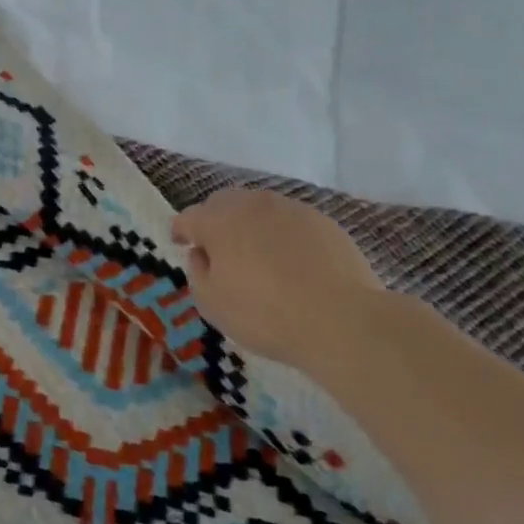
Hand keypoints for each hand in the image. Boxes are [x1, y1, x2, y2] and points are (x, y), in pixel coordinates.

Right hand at [170, 187, 386, 379]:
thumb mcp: (212, 303)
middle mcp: (251, 204)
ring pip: (258, 208)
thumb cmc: (264, 314)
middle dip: (214, 221)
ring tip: (256, 254)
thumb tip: (202, 254)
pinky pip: (290, 221)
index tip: (181, 245)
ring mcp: (290, 209)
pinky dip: (281, 234)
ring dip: (249, 224)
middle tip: (217, 249)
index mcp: (217, 221)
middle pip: (222, 203)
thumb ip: (197, 272)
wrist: (342, 320)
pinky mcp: (323, 222)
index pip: (187, 218)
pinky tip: (290, 261)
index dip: (181, 232)